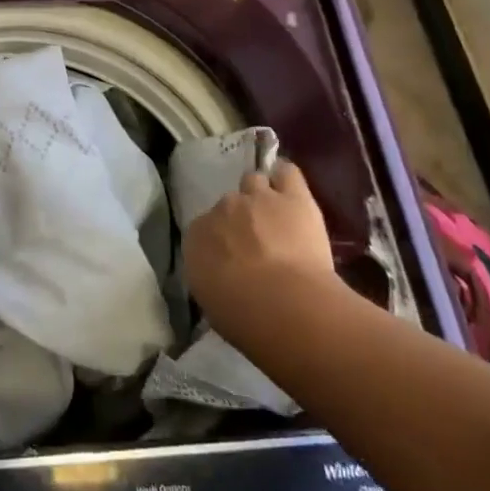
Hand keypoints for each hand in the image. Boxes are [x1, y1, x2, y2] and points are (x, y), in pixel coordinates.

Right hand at [183, 160, 336, 338]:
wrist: (283, 305)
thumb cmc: (243, 317)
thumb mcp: (213, 303)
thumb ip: (213, 277)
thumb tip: (222, 277)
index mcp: (197, 237)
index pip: (204, 229)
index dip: (221, 242)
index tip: (232, 259)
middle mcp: (222, 209)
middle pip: (229, 204)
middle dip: (241, 219)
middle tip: (256, 242)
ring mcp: (257, 198)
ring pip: (255, 182)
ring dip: (262, 196)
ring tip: (275, 214)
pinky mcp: (292, 197)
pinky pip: (286, 173)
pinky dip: (286, 177)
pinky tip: (289, 188)